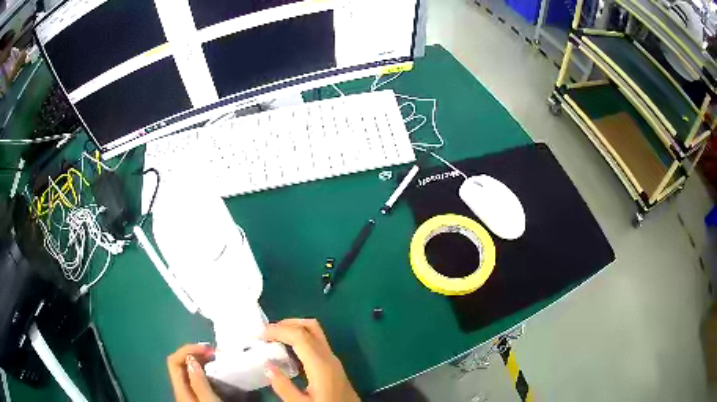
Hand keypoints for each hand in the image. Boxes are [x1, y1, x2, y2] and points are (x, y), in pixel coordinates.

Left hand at [167, 344, 219, 401]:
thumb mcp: (209, 400)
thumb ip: (199, 382)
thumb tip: (191, 358)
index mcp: (180, 389)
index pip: (174, 360)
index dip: (187, 349)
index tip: (206, 348)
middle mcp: (181, 388)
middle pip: (180, 363)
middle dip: (194, 352)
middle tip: (212, 350)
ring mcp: (188, 392)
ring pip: (187, 369)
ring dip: (199, 359)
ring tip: (214, 357)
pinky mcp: (197, 395)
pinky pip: (195, 376)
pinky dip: (203, 369)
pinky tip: (213, 370)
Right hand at [261, 319, 359, 401]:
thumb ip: (284, 386)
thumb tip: (267, 365)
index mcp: (321, 364)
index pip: (299, 335)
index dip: (278, 330)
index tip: (259, 334)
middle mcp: (329, 357)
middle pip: (310, 326)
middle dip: (286, 324)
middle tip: (266, 333)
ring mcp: (333, 360)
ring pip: (315, 333)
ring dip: (293, 330)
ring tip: (273, 339)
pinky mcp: (333, 366)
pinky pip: (316, 343)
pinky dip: (300, 339)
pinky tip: (287, 353)